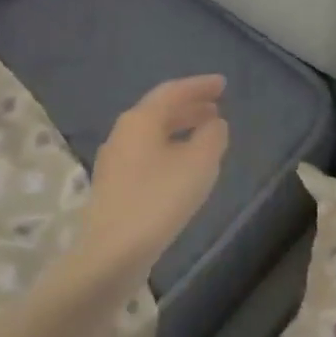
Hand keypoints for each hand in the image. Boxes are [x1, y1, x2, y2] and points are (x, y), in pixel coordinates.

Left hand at [80, 74, 228, 273]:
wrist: (113, 252)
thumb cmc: (159, 200)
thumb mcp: (199, 164)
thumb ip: (212, 136)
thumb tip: (214, 124)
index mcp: (140, 120)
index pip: (172, 92)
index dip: (199, 86)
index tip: (222, 84)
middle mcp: (122, 134)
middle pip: (159, 111)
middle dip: (189, 107)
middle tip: (216, 107)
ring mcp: (114, 161)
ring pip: (152, 134)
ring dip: (179, 128)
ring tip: (204, 133)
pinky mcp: (114, 186)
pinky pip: (146, 154)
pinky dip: (169, 148)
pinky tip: (182, 165)